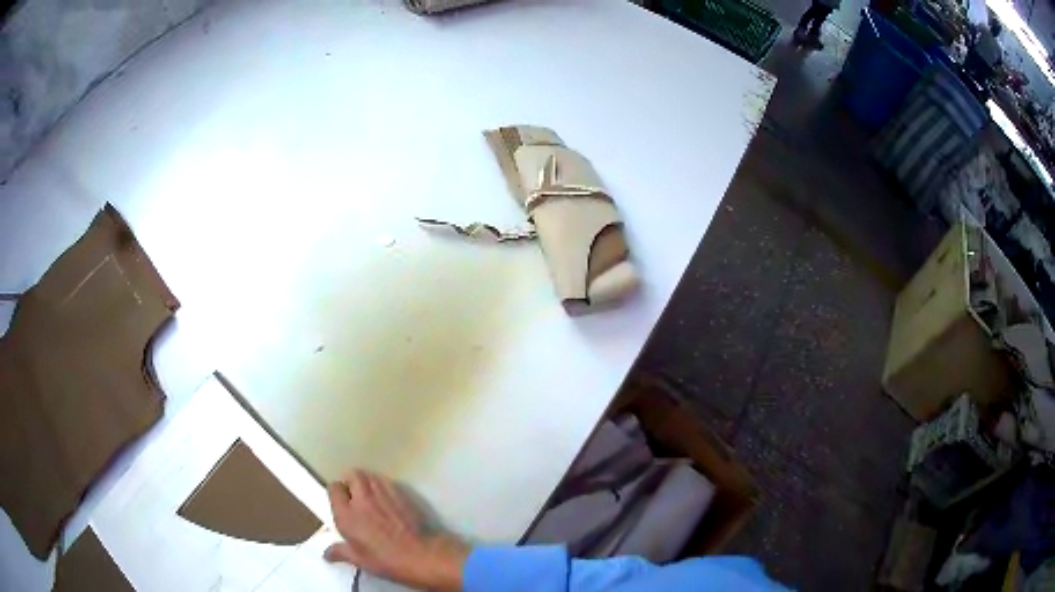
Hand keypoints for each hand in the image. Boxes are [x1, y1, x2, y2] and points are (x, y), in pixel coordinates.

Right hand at [325, 470, 468, 589]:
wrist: (419, 555)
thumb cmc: (385, 560)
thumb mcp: (358, 560)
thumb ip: (340, 552)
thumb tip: (326, 554)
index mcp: (346, 514)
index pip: (334, 488)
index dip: (336, 492)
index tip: (340, 501)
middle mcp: (362, 499)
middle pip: (352, 475)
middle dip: (351, 481)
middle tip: (354, 495)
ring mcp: (383, 494)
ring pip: (370, 475)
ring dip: (367, 481)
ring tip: (370, 494)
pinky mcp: (401, 494)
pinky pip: (387, 482)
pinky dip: (384, 485)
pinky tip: (387, 498)